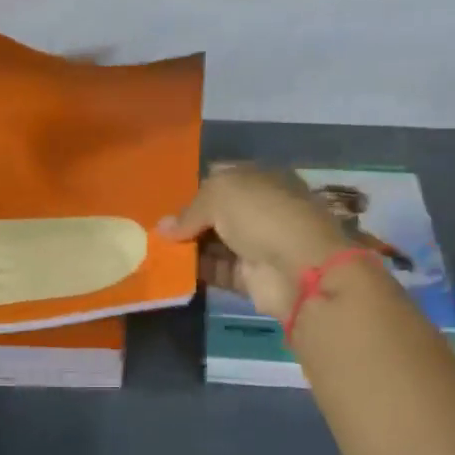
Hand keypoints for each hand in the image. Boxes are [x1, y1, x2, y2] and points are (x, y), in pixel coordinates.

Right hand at [157, 164, 351, 320]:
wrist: (299, 269)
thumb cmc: (262, 215)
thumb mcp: (220, 194)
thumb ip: (190, 210)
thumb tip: (163, 228)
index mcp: (262, 179)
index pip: (223, 177)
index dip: (196, 186)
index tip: (167, 199)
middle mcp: (261, 209)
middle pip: (217, 213)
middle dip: (188, 220)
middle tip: (155, 229)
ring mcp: (258, 244)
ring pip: (215, 243)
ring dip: (188, 247)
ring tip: (155, 250)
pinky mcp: (252, 277)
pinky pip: (218, 271)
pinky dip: (197, 271)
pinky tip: (171, 270)